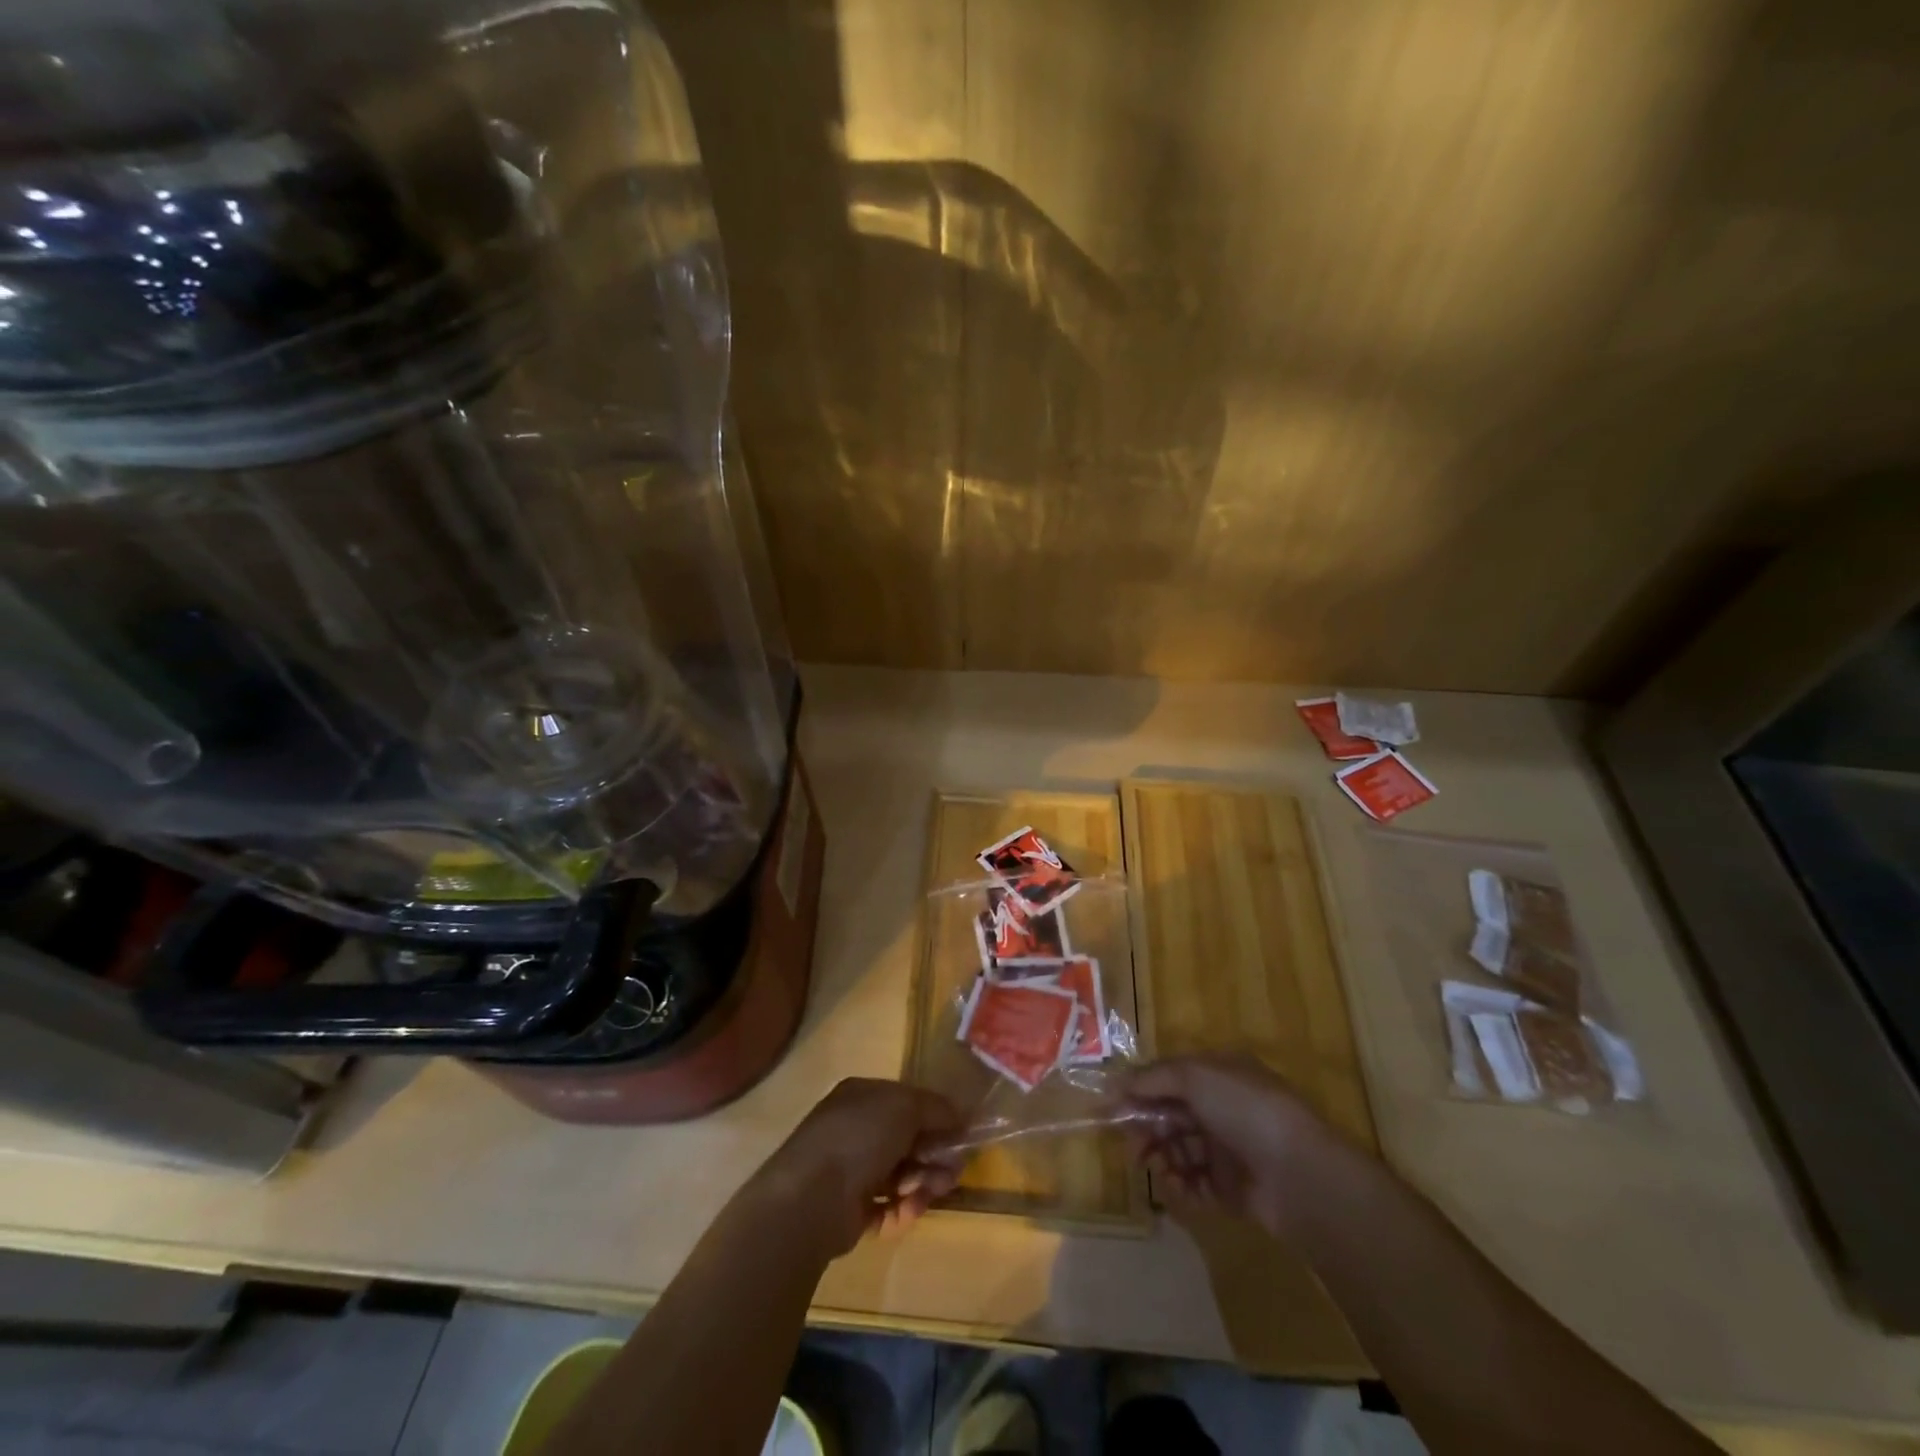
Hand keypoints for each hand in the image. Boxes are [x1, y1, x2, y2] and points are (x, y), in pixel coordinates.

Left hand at [750, 1078, 964, 1259]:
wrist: (812, 1196)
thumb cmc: (860, 1137)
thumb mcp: (906, 1106)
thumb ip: (936, 1109)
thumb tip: (959, 1117)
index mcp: (863, 1097)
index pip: (907, 1103)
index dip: (936, 1118)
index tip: (961, 1135)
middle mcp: (855, 1130)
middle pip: (907, 1141)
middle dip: (935, 1155)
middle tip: (954, 1171)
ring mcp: (850, 1171)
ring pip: (901, 1175)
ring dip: (924, 1182)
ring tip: (935, 1191)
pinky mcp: (850, 1211)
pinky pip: (887, 1207)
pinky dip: (903, 1208)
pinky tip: (910, 1209)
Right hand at [1120, 1053, 1329, 1236]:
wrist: (1301, 1177)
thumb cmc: (1245, 1111)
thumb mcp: (1194, 1077)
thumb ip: (1152, 1078)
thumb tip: (1113, 1084)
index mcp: (1219, 1074)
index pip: (1170, 1078)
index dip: (1140, 1090)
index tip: (1111, 1108)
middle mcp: (1224, 1107)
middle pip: (1173, 1115)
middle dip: (1147, 1127)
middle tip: (1130, 1145)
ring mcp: (1231, 1149)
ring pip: (1182, 1150)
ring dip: (1161, 1157)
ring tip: (1152, 1169)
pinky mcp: (1234, 1189)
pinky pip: (1198, 1184)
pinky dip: (1182, 1186)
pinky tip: (1174, 1187)